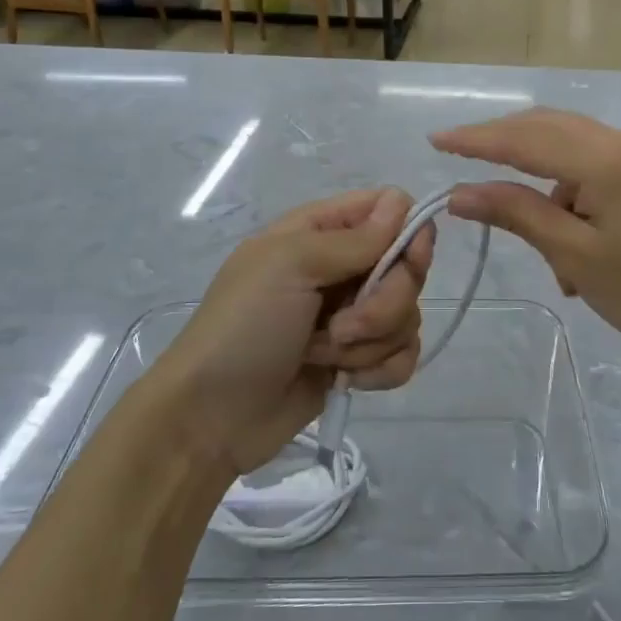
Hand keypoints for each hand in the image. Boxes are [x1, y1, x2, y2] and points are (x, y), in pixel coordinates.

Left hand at [155, 188, 433, 474]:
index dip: (409, 232)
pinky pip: (403, 354)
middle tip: (342, 326)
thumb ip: (353, 239)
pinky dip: (379, 370)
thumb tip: (404, 204)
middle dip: (385, 303)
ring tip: (323, 355)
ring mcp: (352, 315)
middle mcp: (343, 267)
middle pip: (408, 266)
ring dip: (371, 342)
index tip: (408, 261)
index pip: (390, 209)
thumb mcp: (290, 266)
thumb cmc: (243, 327)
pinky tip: (347, 380)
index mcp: (321, 231)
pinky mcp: (358, 359)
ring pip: (407, 314)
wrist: (211, 417)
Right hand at [434, 109, 620, 369]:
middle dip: (503, 145)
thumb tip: (462, 192)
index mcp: (605, 157)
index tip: (435, 141)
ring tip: (547, 253)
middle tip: (461, 162)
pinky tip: (574, 248)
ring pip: (571, 151)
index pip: (524, 137)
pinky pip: (595, 171)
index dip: (476, 139)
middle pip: (548, 128)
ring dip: (543, 186)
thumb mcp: (576, 255)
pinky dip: (571, 198)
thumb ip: (517, 213)